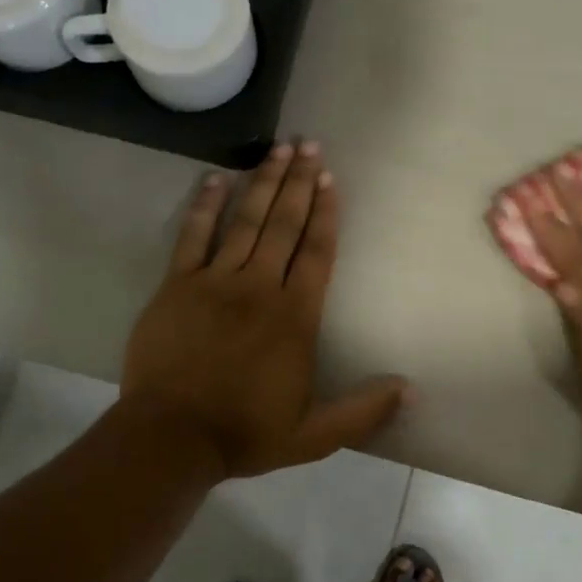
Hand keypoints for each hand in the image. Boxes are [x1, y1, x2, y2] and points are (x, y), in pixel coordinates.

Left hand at [121, 140, 407, 477]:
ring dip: (263, 182)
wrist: (172, 438)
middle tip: (309, 144)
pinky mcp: (177, 285)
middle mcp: (259, 287)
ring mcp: (215, 282)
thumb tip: (409, 389)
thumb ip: (363, 411)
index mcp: (295, 317)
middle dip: (299, 182)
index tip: (331, 178)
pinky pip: (193, 236)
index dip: (326, 213)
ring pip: (246, 222)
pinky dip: (206, 205)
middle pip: (284, 225)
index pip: (317, 252)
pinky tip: (217, 177)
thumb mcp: (315, 435)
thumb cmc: (245, 433)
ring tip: (278, 148)